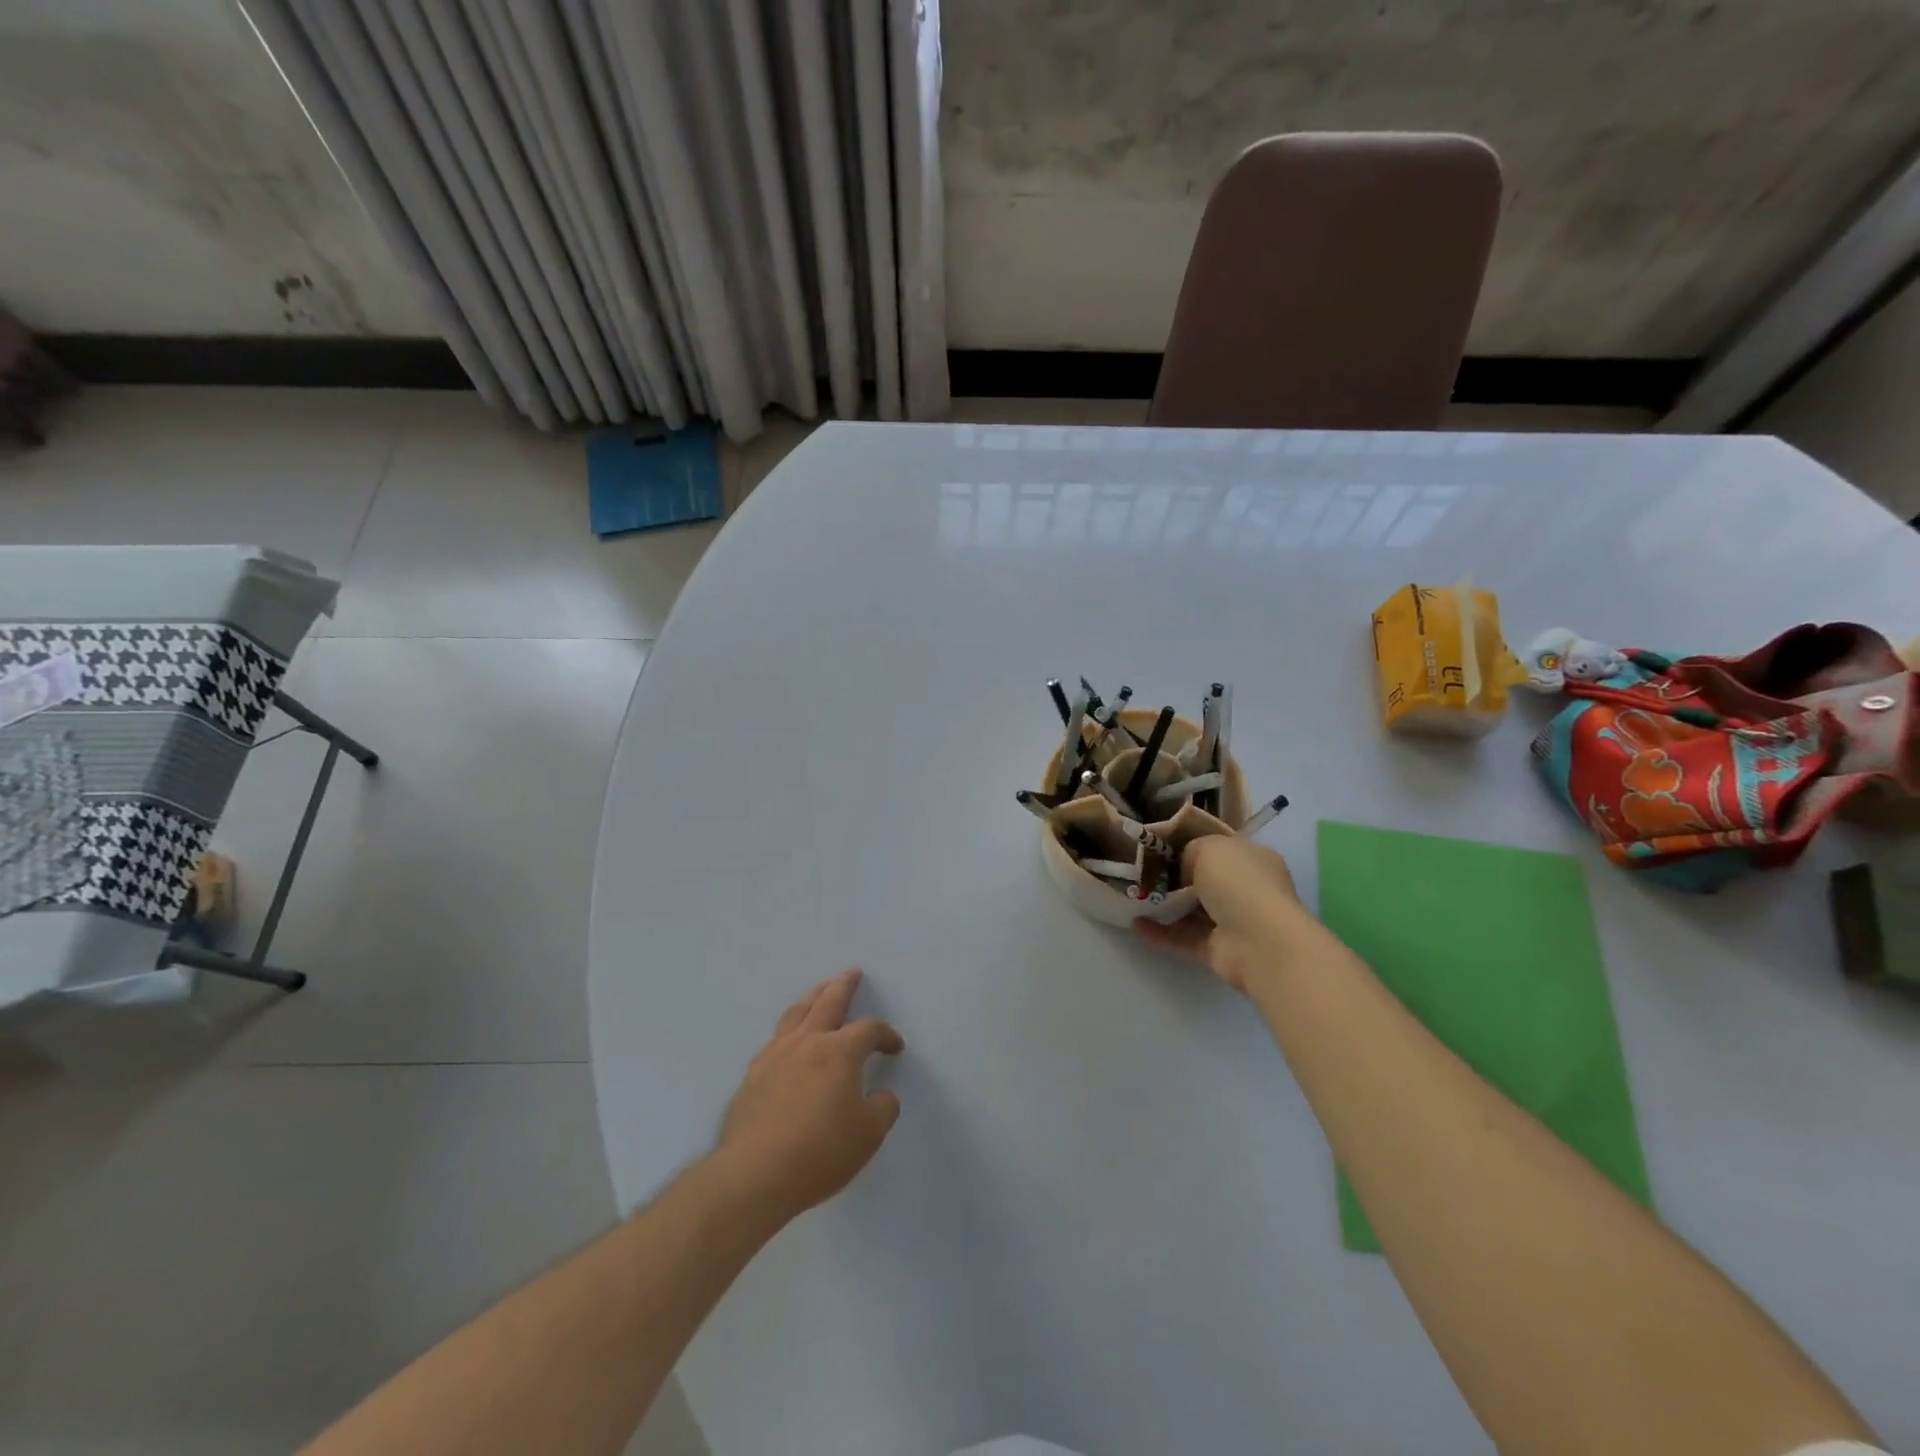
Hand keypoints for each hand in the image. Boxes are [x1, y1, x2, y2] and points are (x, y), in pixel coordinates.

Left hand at [715, 968, 903, 1222]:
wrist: (755, 1174)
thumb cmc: (820, 1152)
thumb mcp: (868, 1134)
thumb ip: (882, 1108)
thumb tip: (881, 1094)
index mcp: (840, 1051)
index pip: (869, 1029)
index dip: (886, 1035)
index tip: (895, 1047)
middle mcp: (808, 1042)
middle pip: (828, 1001)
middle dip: (844, 985)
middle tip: (852, 972)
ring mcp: (775, 1055)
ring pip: (797, 1012)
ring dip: (812, 996)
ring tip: (819, 990)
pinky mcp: (753, 1075)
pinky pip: (775, 1039)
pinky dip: (789, 1029)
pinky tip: (789, 1039)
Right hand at [1135, 835, 1308, 992]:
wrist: (1259, 941)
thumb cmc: (1237, 882)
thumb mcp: (1209, 848)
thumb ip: (1191, 851)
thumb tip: (1182, 868)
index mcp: (1251, 859)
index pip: (1219, 850)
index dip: (1191, 848)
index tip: (1160, 849)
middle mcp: (1245, 889)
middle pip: (1204, 881)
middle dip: (1174, 879)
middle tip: (1142, 874)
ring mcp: (1233, 922)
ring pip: (1193, 911)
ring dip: (1165, 906)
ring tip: (1133, 898)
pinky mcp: (1218, 950)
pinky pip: (1184, 938)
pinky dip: (1161, 932)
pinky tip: (1136, 925)